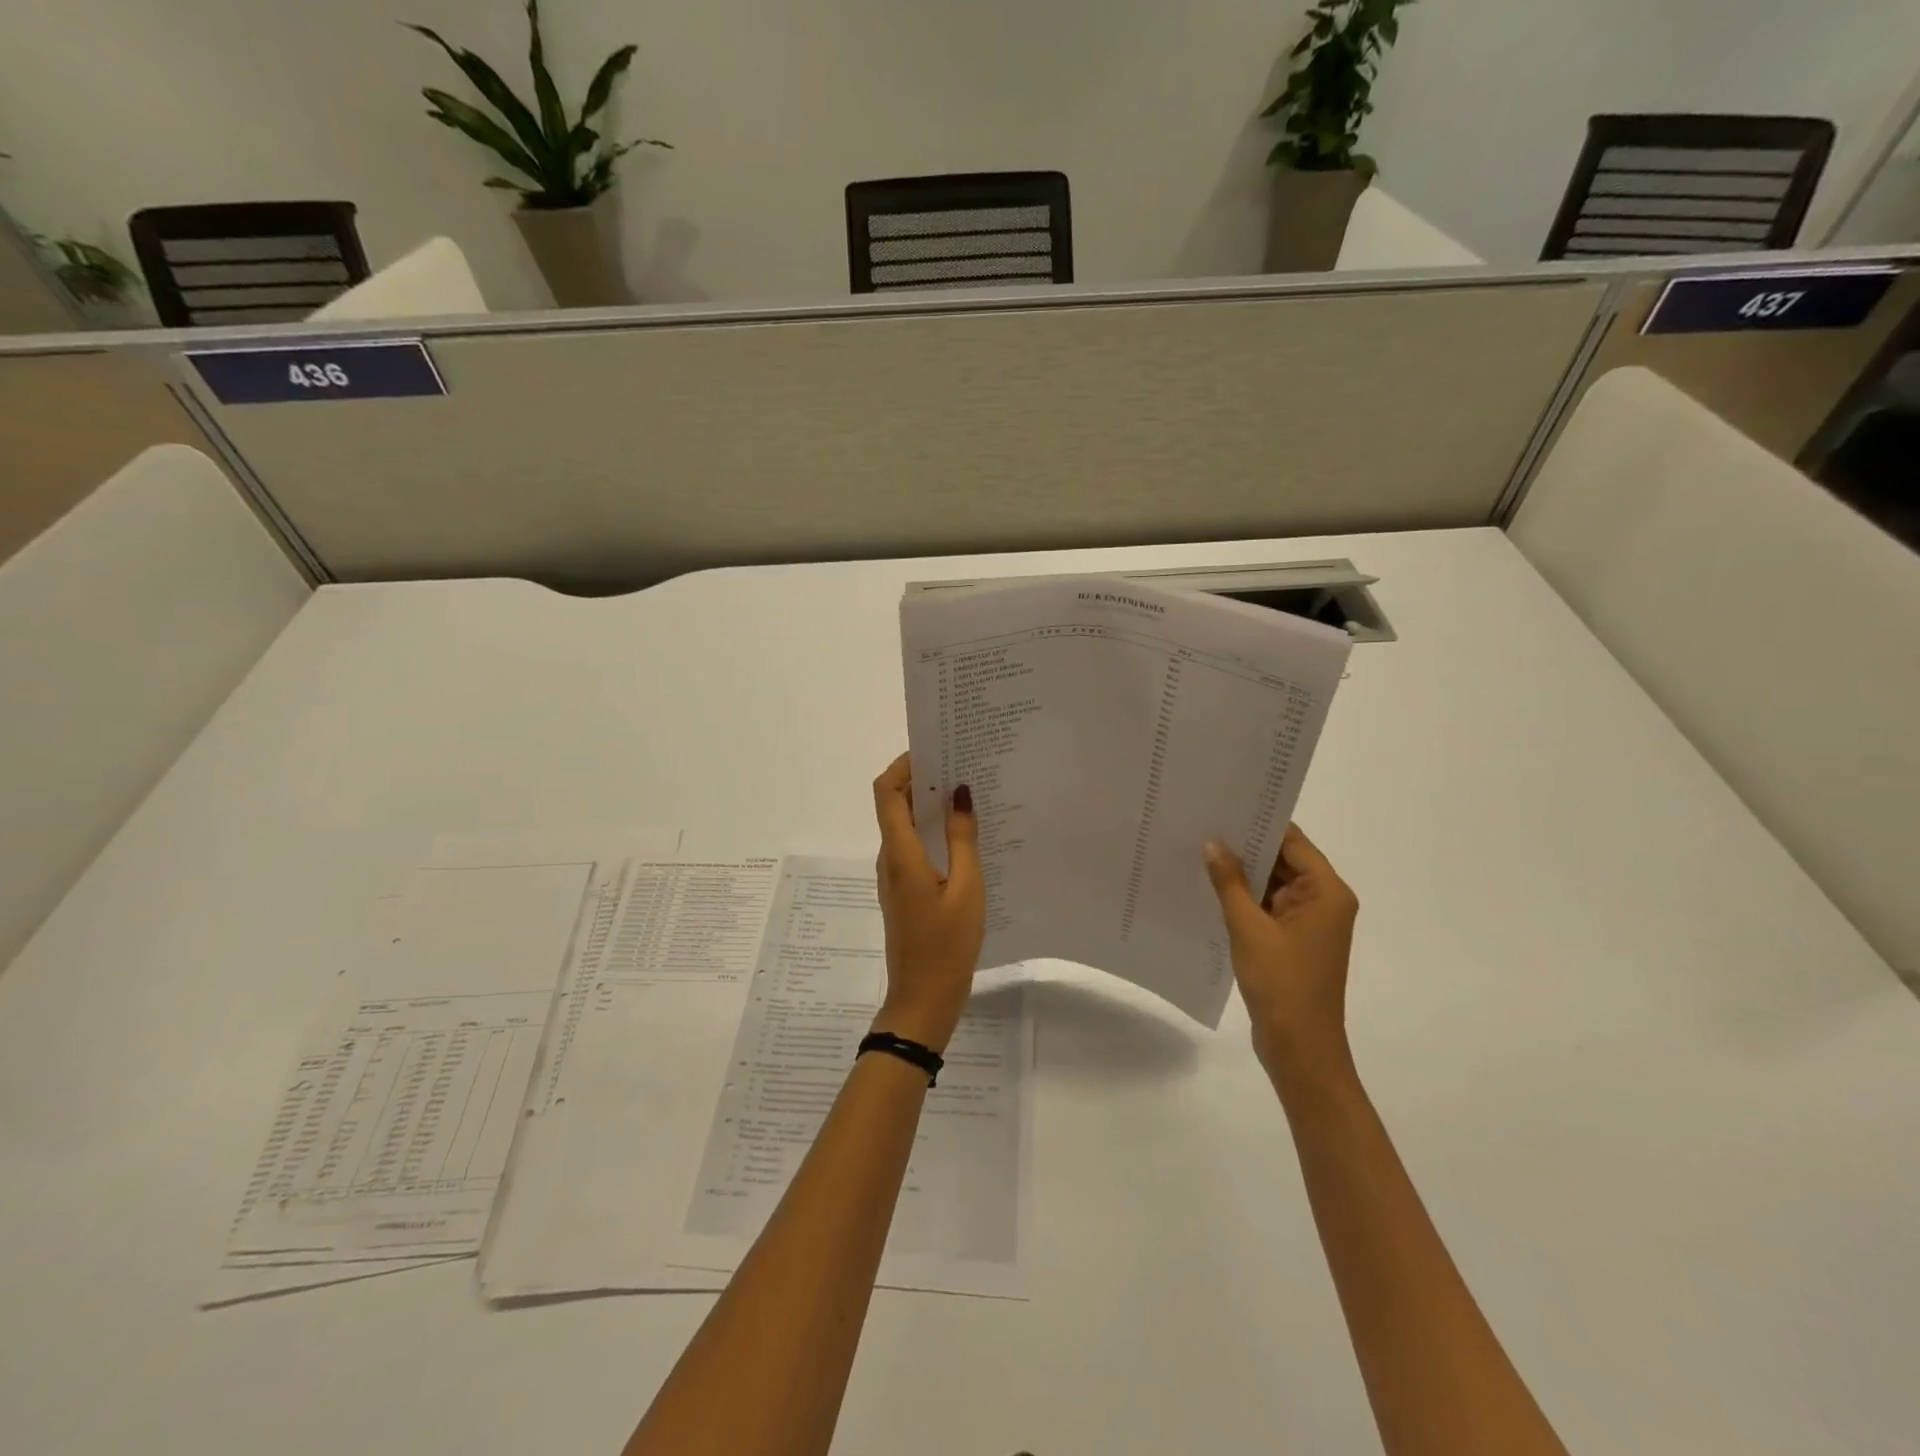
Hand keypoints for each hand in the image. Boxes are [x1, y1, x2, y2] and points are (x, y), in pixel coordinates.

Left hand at [870, 753, 984, 1051]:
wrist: (923, 999)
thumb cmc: (946, 945)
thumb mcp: (966, 889)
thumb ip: (963, 839)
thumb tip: (960, 792)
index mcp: (900, 853)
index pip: (886, 793)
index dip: (902, 765)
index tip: (934, 749)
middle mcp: (890, 858)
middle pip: (894, 804)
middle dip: (921, 779)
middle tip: (961, 764)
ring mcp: (895, 876)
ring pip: (905, 826)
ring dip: (929, 805)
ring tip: (968, 792)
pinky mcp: (905, 890)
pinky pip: (914, 846)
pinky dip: (933, 830)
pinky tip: (965, 834)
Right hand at [1204, 824, 1357, 1076]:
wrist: (1299, 1047)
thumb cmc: (1281, 983)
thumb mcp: (1248, 927)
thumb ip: (1230, 882)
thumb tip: (1213, 843)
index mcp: (1326, 892)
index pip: (1292, 841)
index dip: (1260, 821)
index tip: (1224, 804)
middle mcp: (1323, 901)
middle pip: (1284, 860)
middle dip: (1246, 845)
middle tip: (1203, 823)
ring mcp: (1308, 922)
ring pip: (1273, 883)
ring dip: (1243, 872)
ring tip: (1200, 848)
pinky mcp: (1293, 940)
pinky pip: (1268, 906)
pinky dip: (1244, 897)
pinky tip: (1211, 886)